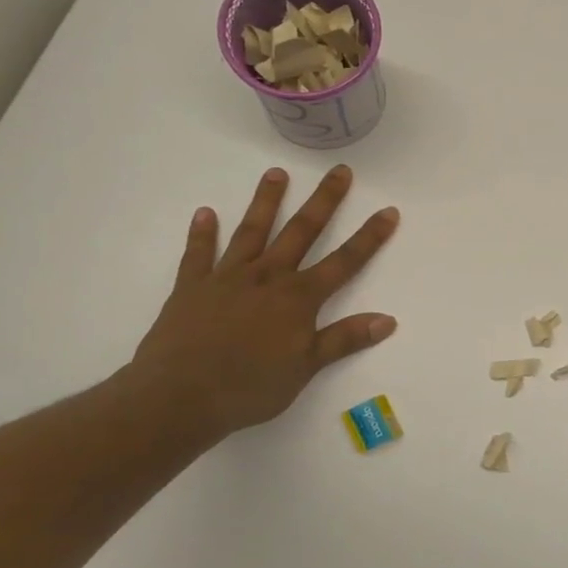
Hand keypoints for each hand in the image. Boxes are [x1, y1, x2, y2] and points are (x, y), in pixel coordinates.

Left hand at [127, 166, 398, 437]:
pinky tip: (205, 213)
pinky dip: (202, 234)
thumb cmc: (250, 387)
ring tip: (276, 173)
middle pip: (301, 232)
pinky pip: (198, 255)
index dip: (369, 237)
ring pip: (252, 232)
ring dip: (266, 202)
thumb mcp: (306, 367)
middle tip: (339, 171)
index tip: (388, 211)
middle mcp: (267, 278)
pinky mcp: (192, 288)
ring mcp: (227, 279)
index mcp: (298, 298)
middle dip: (324, 201)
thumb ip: (345, 339)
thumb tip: (388, 320)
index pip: (344, 261)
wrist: (179, 396)